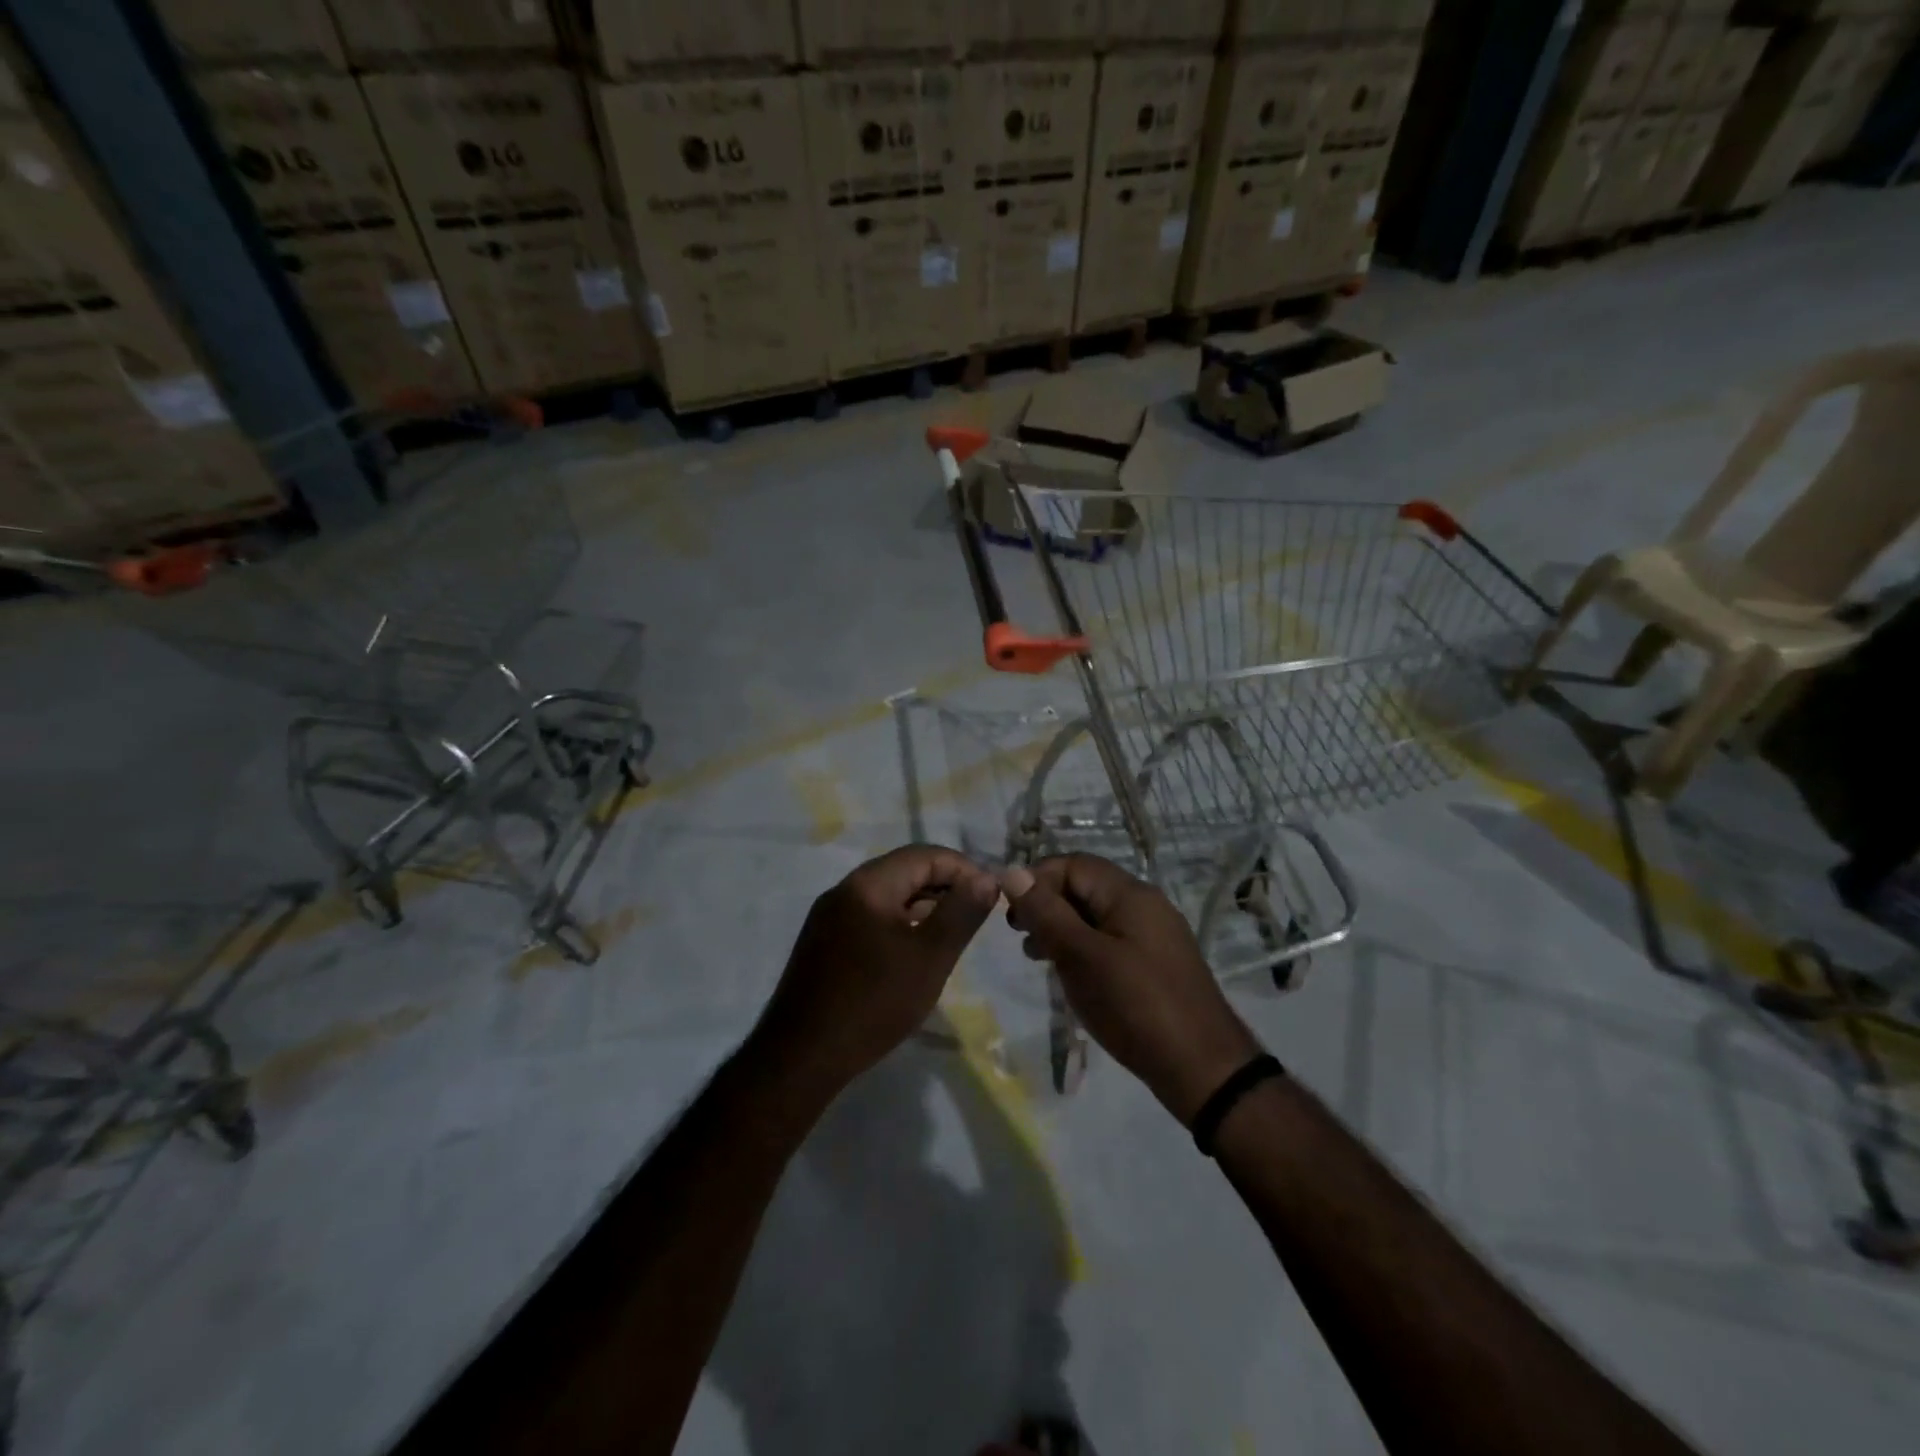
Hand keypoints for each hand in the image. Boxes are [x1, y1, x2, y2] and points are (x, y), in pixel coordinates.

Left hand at [751, 845, 998, 1103]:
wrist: (801, 1057)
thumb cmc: (873, 1002)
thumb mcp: (930, 957)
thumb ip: (961, 913)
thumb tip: (986, 878)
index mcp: (868, 884)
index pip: (924, 855)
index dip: (962, 869)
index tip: (990, 895)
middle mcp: (844, 890)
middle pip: (903, 871)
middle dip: (944, 886)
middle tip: (974, 916)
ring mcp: (828, 917)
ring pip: (886, 896)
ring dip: (922, 907)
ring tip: (950, 935)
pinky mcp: (822, 943)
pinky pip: (869, 918)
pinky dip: (898, 925)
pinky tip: (912, 954)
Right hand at [1001, 854, 1259, 1122]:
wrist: (1202, 1069)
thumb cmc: (1135, 1006)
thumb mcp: (1082, 956)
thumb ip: (1046, 912)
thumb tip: (1012, 871)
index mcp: (1130, 894)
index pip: (1073, 864)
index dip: (1036, 879)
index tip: (1010, 913)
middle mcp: (1145, 905)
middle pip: (1085, 887)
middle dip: (1046, 904)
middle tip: (1018, 935)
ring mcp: (1154, 935)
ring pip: (1096, 916)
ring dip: (1061, 928)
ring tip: (1035, 956)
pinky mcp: (1155, 964)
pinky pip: (1110, 941)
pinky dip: (1083, 948)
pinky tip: (1069, 974)